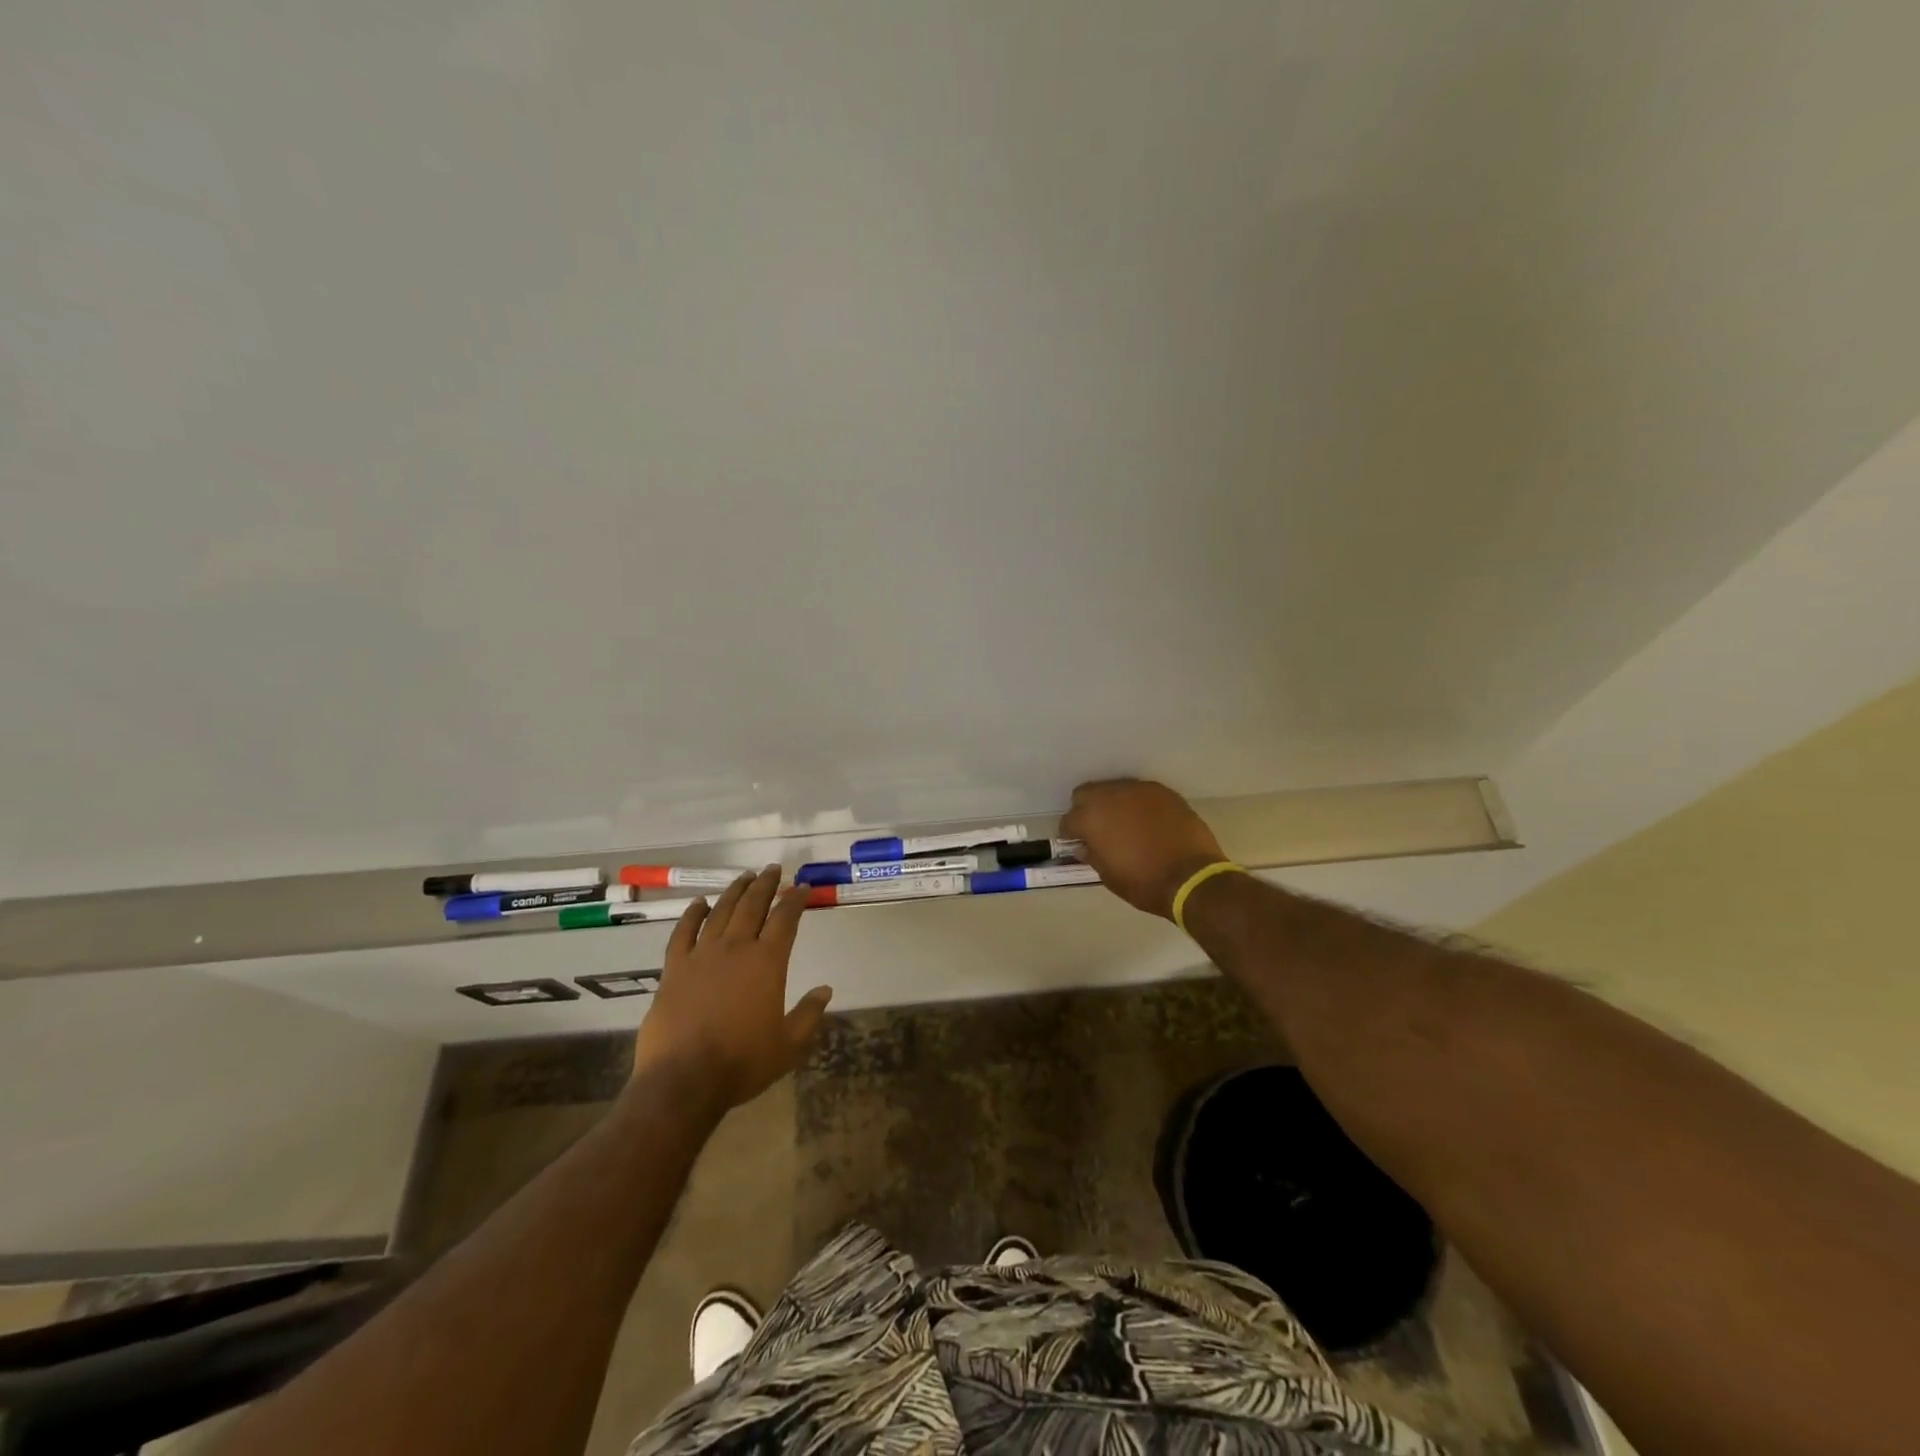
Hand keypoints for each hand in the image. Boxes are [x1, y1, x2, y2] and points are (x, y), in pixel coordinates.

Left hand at [632, 866, 832, 1112]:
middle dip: (766, 884)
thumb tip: (825, 990)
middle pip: (753, 905)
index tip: (803, 886)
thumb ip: (809, 1014)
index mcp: (767, 962)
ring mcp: (701, 955)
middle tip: (774, 869)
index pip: (786, 919)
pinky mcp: (674, 969)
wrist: (683, 1081)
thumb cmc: (742, 1063)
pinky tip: (699, 903)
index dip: (796, 899)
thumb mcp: (789, 1045)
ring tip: (745, 876)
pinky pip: (683, 932)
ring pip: (720, 911)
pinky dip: (692, 914)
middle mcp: (735, 948)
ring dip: (735, 891)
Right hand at [1060, 779, 1228, 918]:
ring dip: (1113, 804)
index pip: (1068, 819)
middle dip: (1086, 809)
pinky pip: (1141, 793)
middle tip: (1097, 829)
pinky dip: (1138, 804)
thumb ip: (1092, 855)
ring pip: (1114, 789)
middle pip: (1087, 793)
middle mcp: (1111, 795)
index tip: (1077, 843)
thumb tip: (1084, 845)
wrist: (1192, 877)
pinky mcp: (1163, 791)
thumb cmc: (1144, 882)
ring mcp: (1139, 790)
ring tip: (1124, 823)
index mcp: (1091, 818)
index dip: (1070, 833)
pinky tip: (1147, 821)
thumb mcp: (1109, 876)